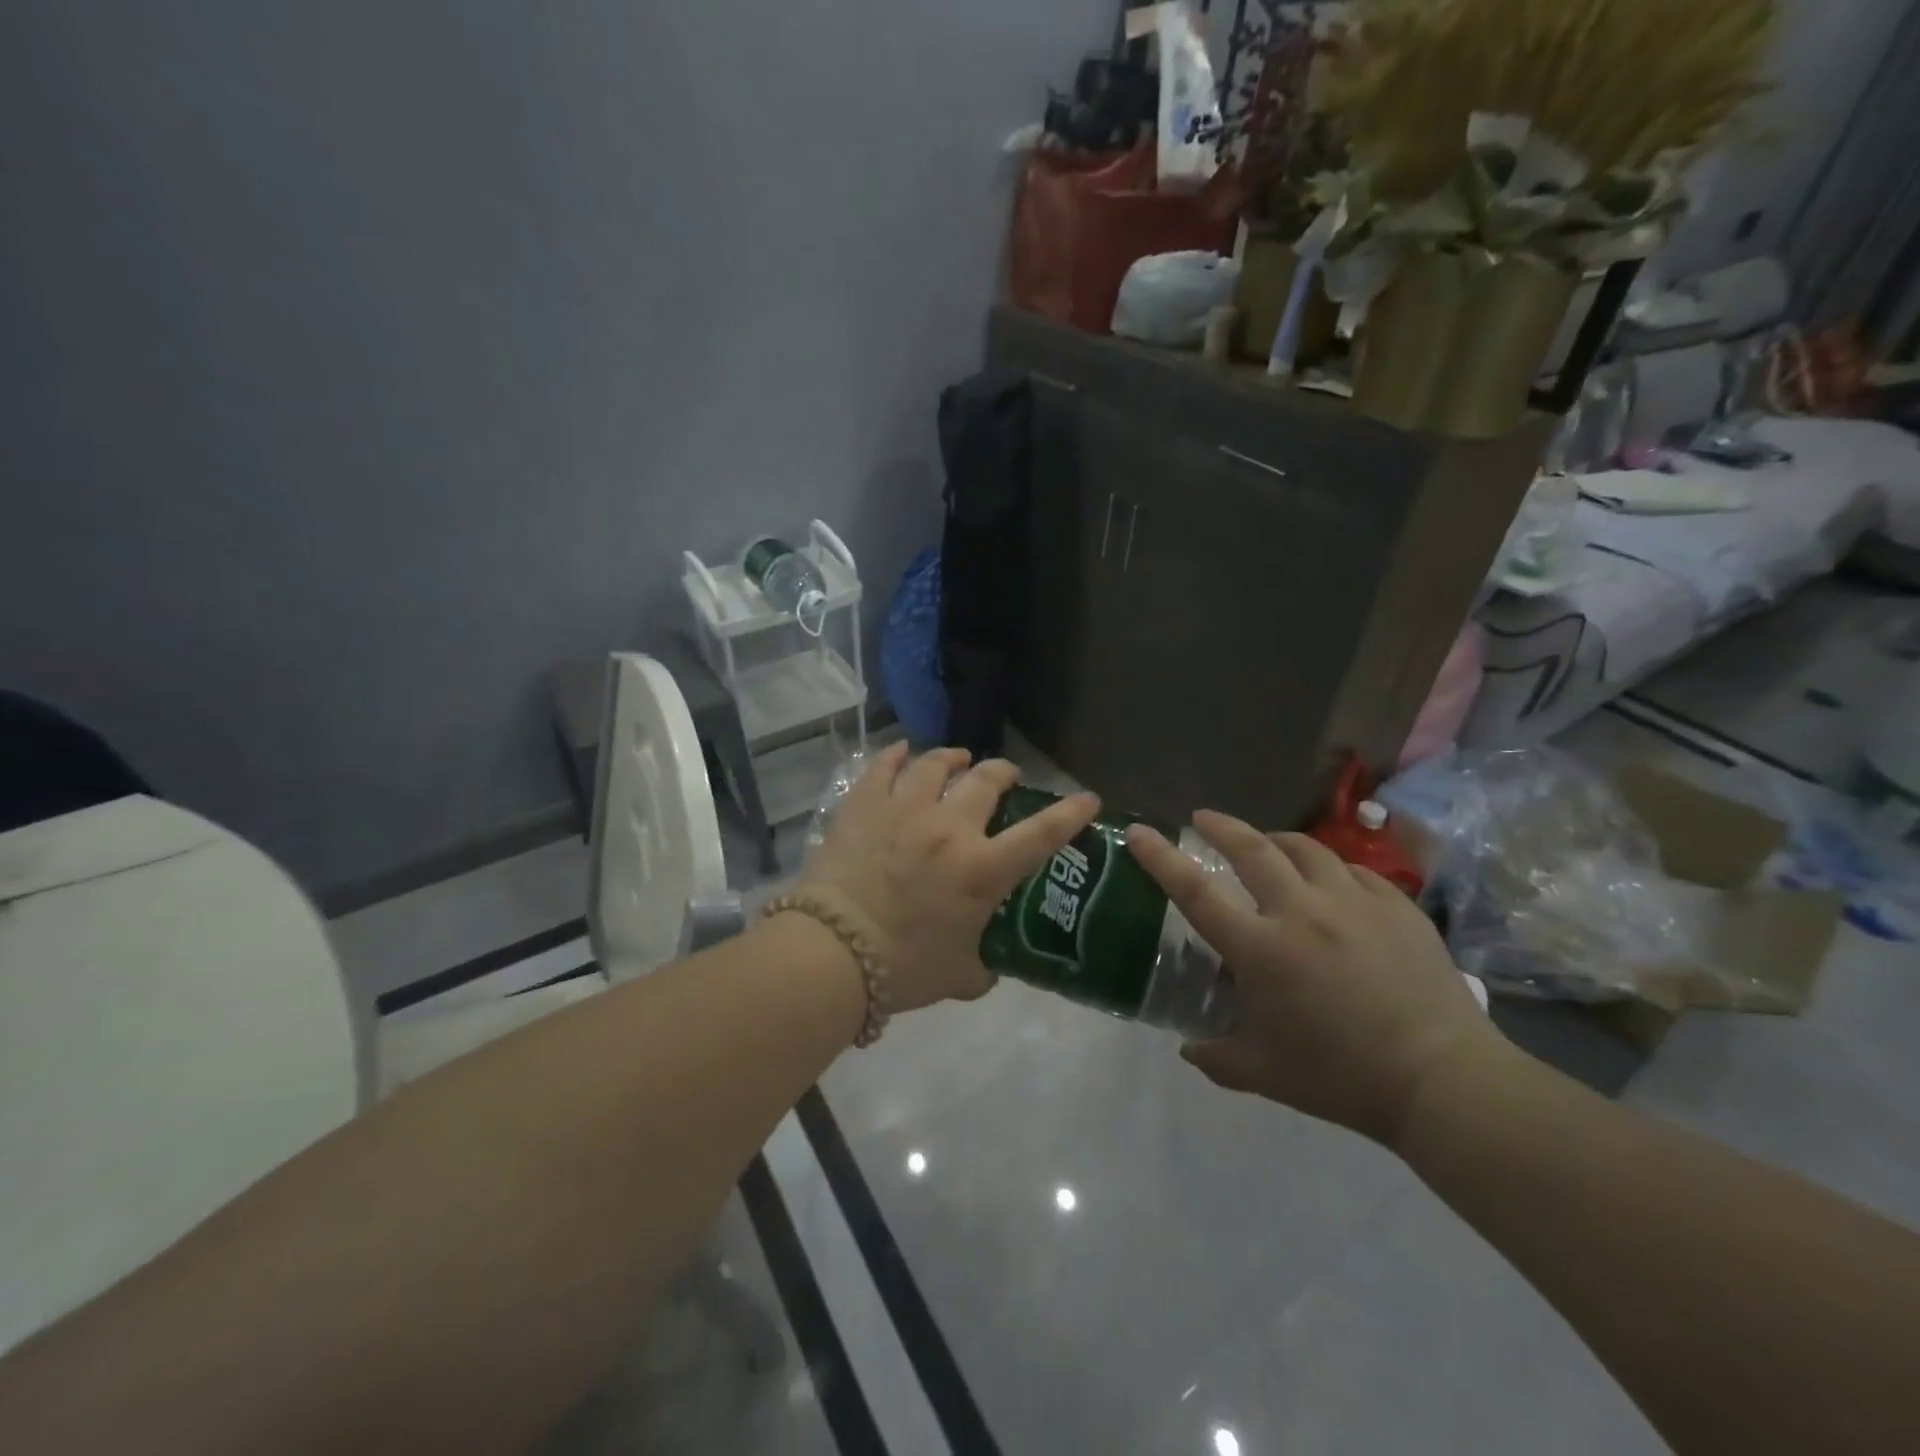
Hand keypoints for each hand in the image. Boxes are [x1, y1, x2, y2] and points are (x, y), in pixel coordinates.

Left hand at [802, 744, 1100, 1012]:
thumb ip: (982, 968)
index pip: (1041, 833)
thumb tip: (987, 967)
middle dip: (1003, 772)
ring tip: (957, 759)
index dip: (1070, 813)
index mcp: (982, 869)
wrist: (832, 952)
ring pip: (936, 763)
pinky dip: (897, 755)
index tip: (1087, 797)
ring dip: (954, 758)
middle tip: (1005, 776)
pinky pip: (884, 766)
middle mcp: (950, 828)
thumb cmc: (903, 968)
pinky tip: (903, 752)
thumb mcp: (959, 976)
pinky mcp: (865, 805)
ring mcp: (905, 809)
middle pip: (986, 780)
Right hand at [1127, 811, 1500, 1147]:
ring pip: (1305, 848)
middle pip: (1251, 847)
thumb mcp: (1263, 1075)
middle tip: (1203, 819)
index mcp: (1260, 949)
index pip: (1195, 891)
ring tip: (1267, 845)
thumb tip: (1188, 1047)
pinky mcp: (1396, 906)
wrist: (1442, 1081)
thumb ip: (1215, 1057)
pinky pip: (1353, 869)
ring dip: (1275, 840)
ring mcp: (1353, 902)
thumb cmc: (1341, 1077)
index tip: (1139, 832)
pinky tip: (1329, 881)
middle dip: (1220, 826)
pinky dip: (1329, 868)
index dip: (1161, 858)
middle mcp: (1301, 911)